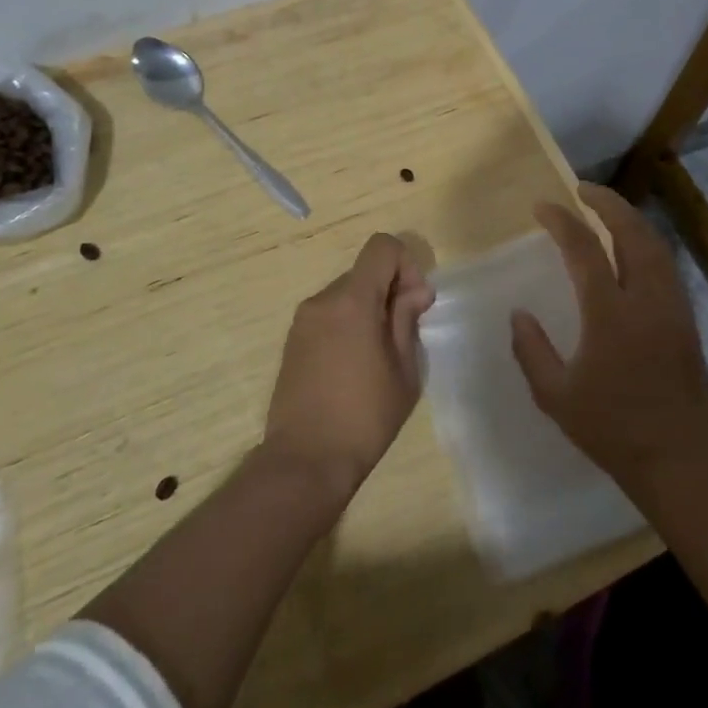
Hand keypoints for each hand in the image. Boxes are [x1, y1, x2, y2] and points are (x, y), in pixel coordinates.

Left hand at [263, 233, 434, 505]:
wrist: (304, 460)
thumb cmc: (364, 417)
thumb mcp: (403, 370)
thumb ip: (407, 320)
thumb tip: (414, 291)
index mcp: (352, 301)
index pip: (382, 247)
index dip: (406, 265)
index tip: (414, 303)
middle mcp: (322, 300)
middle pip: (365, 271)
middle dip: (390, 291)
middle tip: (404, 336)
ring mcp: (303, 320)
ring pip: (347, 293)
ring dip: (369, 309)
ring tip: (379, 356)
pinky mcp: (293, 340)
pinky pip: (329, 314)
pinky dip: (348, 324)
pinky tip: (354, 366)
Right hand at [511, 184, 707, 489]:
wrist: (675, 458)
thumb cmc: (609, 428)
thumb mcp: (554, 395)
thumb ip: (531, 349)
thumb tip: (519, 314)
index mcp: (610, 315)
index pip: (585, 250)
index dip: (562, 222)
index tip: (543, 207)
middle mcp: (646, 300)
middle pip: (632, 233)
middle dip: (608, 204)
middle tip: (583, 190)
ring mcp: (672, 307)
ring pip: (656, 246)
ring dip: (630, 220)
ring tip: (607, 210)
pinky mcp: (686, 319)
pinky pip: (666, 266)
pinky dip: (646, 244)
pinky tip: (631, 249)